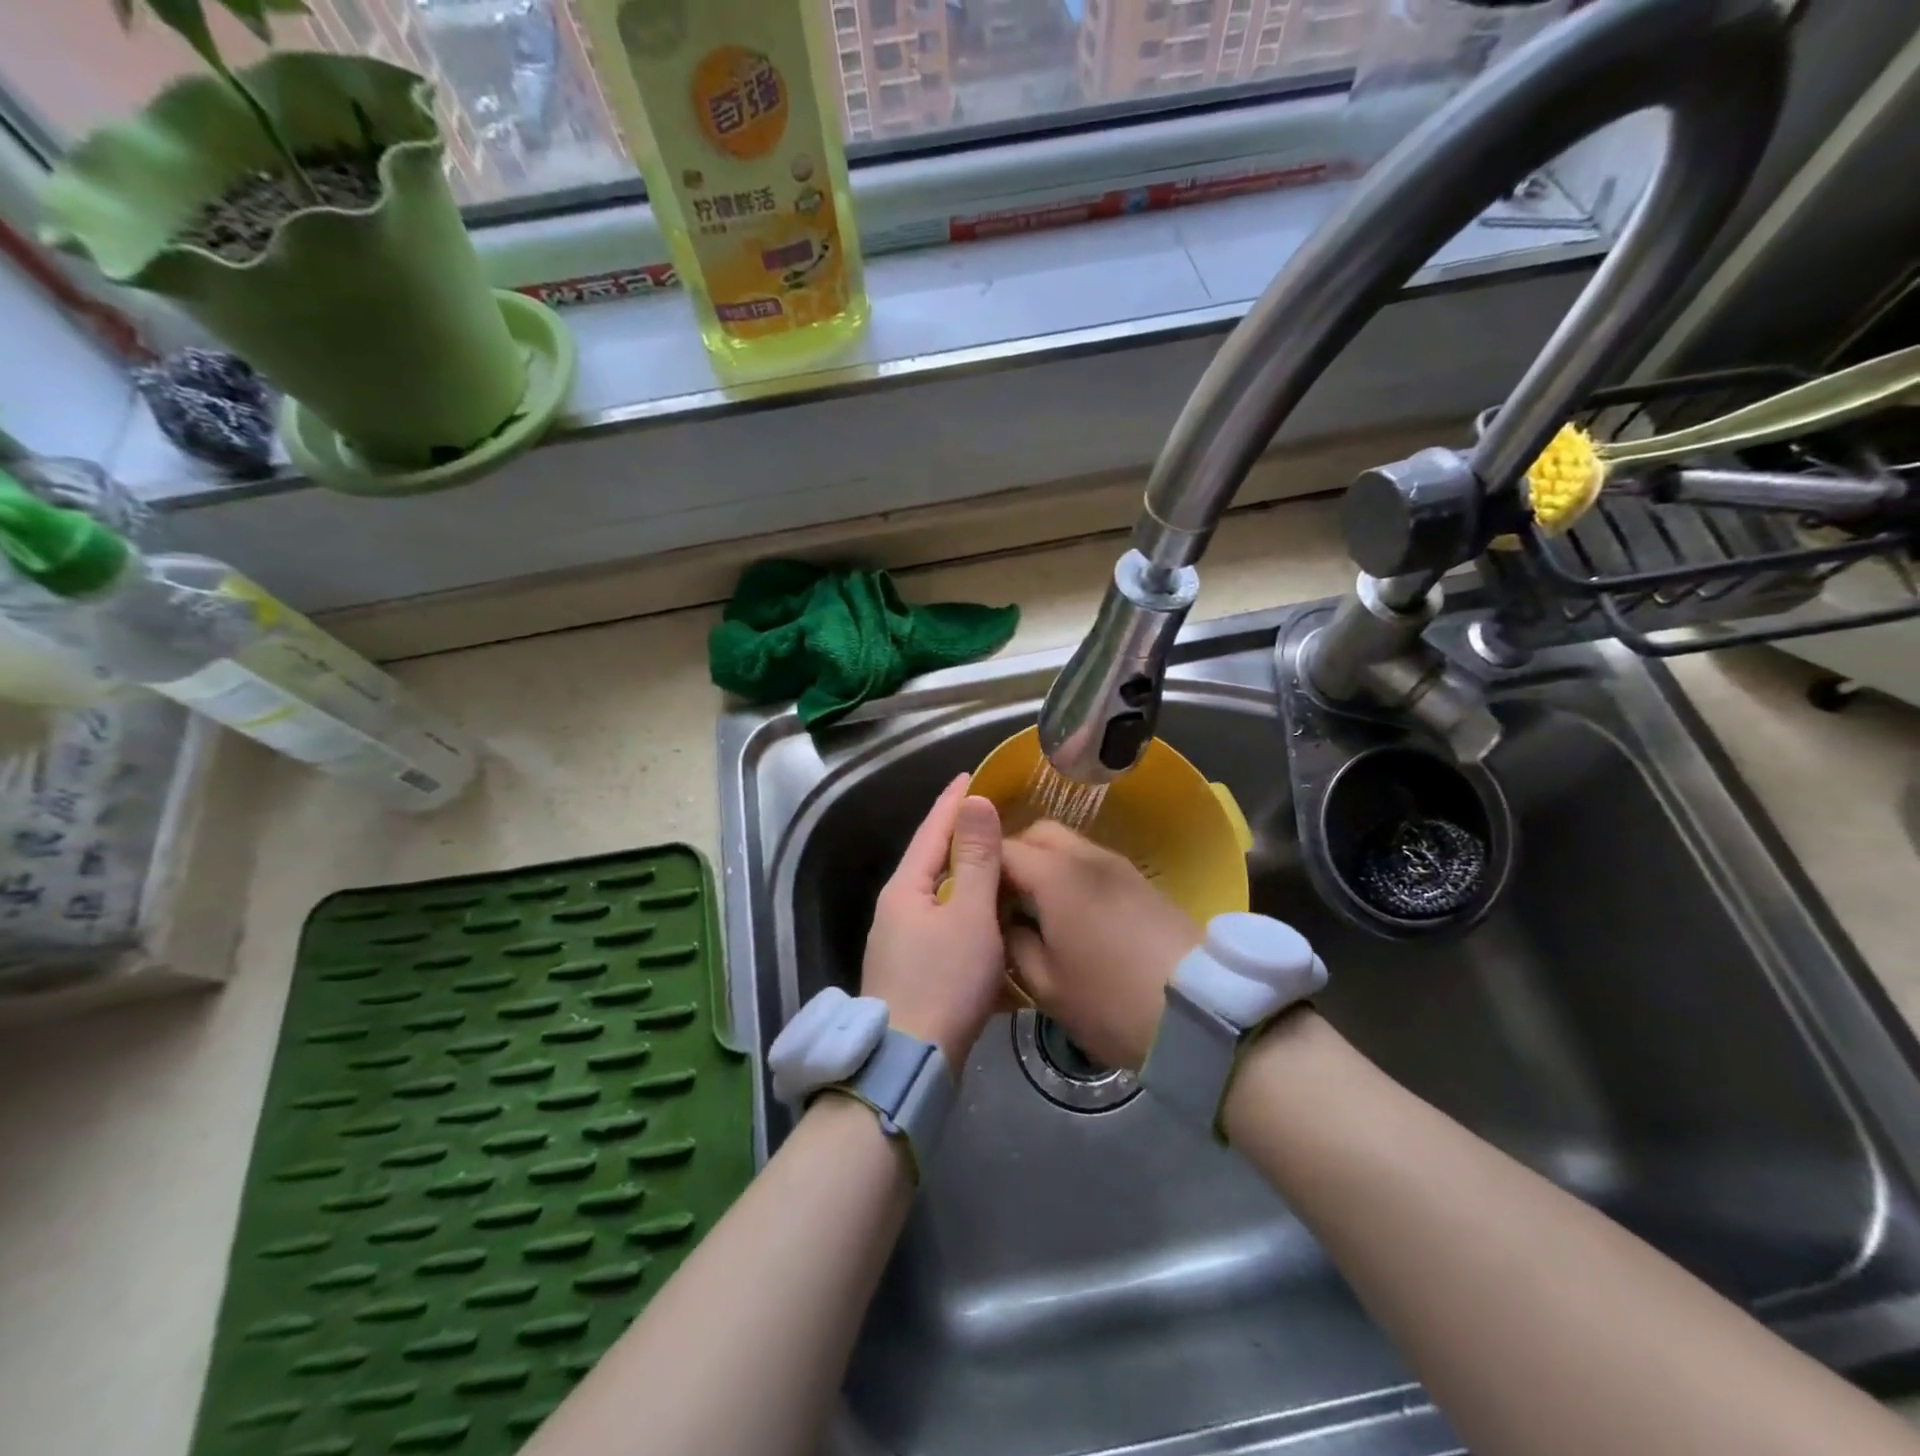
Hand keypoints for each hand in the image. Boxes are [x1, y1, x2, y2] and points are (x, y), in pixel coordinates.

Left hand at [860, 774, 1005, 1069]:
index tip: (972, 774)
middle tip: (996, 816)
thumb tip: (974, 802)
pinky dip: (970, 915)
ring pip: (941, 897)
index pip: (932, 829)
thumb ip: (976, 858)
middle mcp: (897, 909)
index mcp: (906, 888)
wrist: (910, 1064)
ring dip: (969, 878)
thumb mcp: (969, 914)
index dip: (954, 801)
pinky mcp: (914, 971)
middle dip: (962, 837)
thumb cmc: (944, 981)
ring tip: (1001, 864)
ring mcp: (902, 942)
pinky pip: (946, 928)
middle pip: (934, 861)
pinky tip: (991, 920)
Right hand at [1001, 822, 1202, 1070]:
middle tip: (1001, 899)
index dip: (977, 866)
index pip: (1001, 849)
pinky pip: (1091, 862)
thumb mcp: (1046, 985)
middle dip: (1012, 856)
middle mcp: (1086, 856)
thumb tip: (1003, 922)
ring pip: (1067, 845)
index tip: (965, 894)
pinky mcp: (1140, 881)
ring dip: (1043, 864)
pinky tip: (1071, 914)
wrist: (1203, 1011)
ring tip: (1035, 908)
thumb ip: (1013, 944)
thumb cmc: (1111, 1002)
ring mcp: (1118, 865)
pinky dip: (1071, 874)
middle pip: (1037, 833)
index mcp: (1055, 875)